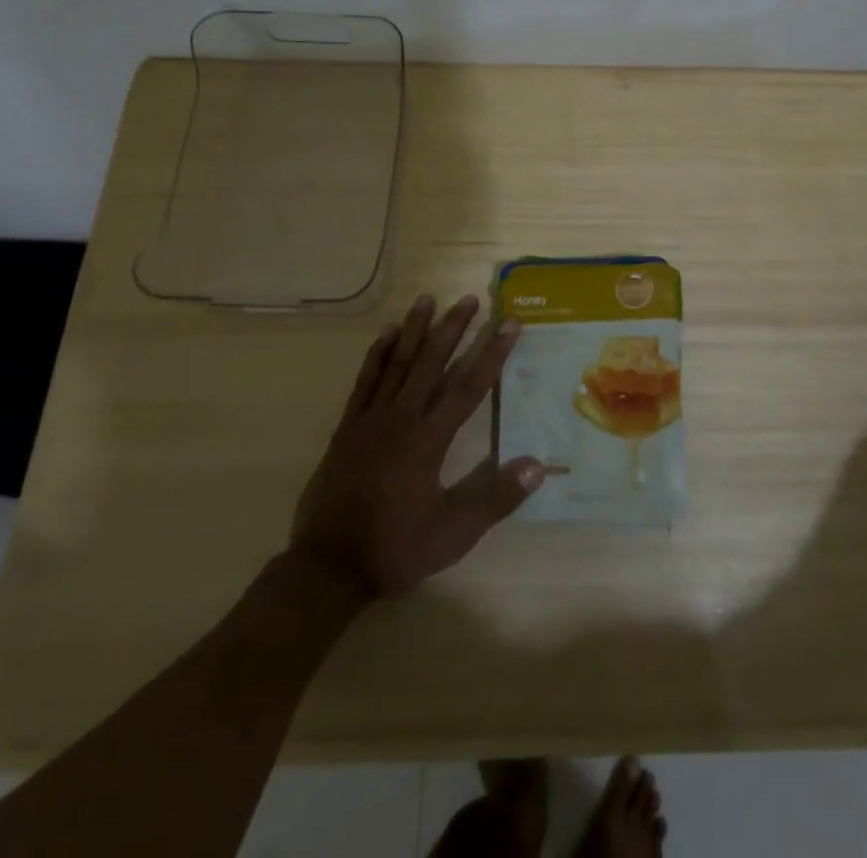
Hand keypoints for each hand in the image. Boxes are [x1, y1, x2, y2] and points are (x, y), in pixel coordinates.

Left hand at [289, 294, 544, 598]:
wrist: (328, 567)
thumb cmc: (395, 548)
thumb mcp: (454, 533)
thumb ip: (496, 497)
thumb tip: (538, 465)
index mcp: (429, 439)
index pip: (469, 386)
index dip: (491, 353)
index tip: (509, 323)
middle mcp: (401, 418)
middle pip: (431, 363)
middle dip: (453, 329)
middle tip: (468, 299)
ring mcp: (370, 420)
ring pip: (397, 364)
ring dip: (414, 331)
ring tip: (427, 300)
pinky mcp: (347, 429)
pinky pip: (364, 382)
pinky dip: (376, 356)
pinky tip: (386, 335)